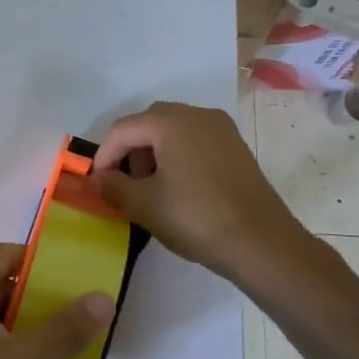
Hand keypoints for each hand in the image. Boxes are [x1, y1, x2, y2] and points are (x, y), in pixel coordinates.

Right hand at [90, 101, 312, 280]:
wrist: (261, 243)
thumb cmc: (195, 218)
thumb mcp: (143, 205)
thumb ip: (113, 186)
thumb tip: (99, 178)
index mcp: (171, 123)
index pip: (123, 129)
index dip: (104, 154)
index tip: (97, 183)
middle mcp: (198, 116)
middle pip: (149, 122)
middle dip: (130, 149)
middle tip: (124, 182)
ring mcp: (222, 130)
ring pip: (174, 130)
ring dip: (153, 152)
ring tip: (150, 187)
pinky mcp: (236, 148)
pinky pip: (195, 141)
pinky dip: (177, 155)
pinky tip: (177, 188)